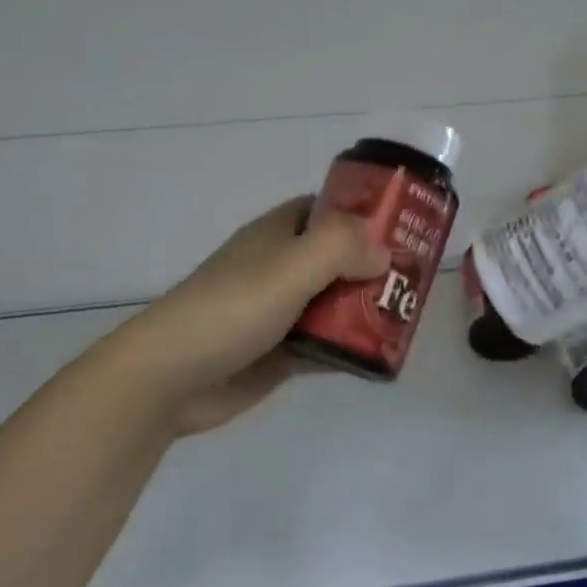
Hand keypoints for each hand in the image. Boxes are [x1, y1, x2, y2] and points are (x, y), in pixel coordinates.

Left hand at [111, 198, 389, 434]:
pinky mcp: (279, 353)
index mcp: (278, 234)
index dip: (364, 212)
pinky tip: (381, 357)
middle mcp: (280, 266)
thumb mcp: (290, 265)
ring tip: (409, 317)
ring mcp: (280, 311)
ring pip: (334, 301)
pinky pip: (325, 343)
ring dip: (366, 308)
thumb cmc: (231, 308)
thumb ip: (341, 247)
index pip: (328, 209)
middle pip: (338, 257)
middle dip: (374, 265)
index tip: (405, 225)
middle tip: (418, 279)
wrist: (169, 378)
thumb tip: (381, 252)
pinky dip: (349, 347)